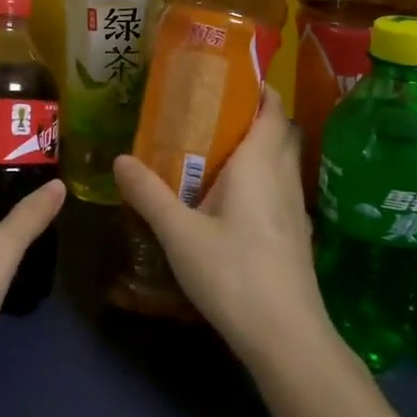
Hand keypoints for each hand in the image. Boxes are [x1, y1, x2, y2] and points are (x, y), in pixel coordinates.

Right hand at [113, 89, 330, 368]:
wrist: (287, 338)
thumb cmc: (233, 274)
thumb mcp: (179, 234)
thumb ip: (149, 194)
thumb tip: (119, 160)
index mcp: (260, 165)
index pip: (273, 109)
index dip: (259, 88)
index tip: (232, 78)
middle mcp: (284, 178)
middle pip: (280, 132)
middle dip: (254, 116)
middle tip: (213, 114)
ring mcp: (296, 209)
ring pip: (282, 163)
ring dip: (258, 149)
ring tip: (216, 154)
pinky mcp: (297, 236)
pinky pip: (280, 190)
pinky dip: (261, 180)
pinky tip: (232, 203)